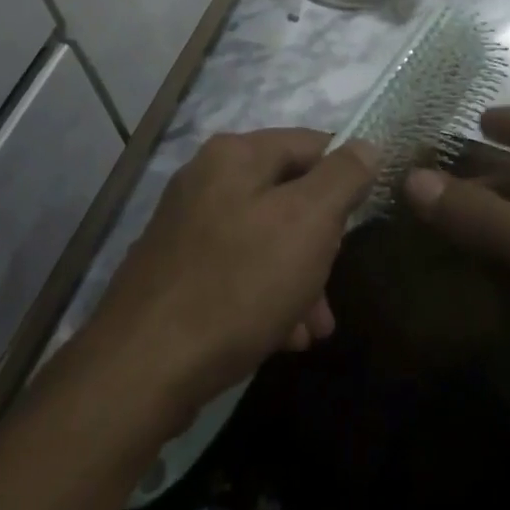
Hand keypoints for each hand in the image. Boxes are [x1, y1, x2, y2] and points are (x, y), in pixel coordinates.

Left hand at [85, 129, 374, 426]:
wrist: (142, 366)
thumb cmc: (238, 284)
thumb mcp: (307, 223)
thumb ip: (342, 178)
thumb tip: (367, 144)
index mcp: (235, 154)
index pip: (310, 143)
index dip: (346, 175)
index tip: (366, 218)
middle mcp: (207, 177)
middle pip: (288, 195)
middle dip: (321, 242)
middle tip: (335, 285)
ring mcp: (188, 224)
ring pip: (265, 238)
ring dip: (298, 278)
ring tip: (315, 330)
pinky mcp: (177, 268)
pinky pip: (237, 269)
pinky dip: (265, 296)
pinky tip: (282, 338)